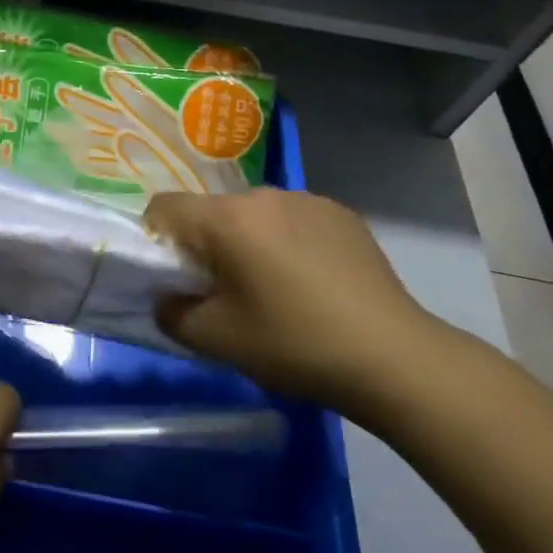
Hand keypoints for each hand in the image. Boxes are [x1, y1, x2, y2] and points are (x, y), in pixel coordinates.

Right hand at [145, 188, 441, 413]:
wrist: (396, 358)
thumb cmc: (297, 345)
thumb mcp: (220, 342)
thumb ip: (173, 314)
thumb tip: (164, 298)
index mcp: (226, 218)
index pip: (164, 207)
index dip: (157, 239)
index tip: (177, 277)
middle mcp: (261, 194)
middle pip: (212, 211)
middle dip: (208, 245)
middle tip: (228, 293)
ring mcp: (304, 198)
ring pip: (253, 214)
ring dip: (250, 241)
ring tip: (277, 289)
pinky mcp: (339, 212)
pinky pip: (293, 218)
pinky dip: (289, 241)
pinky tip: (315, 282)